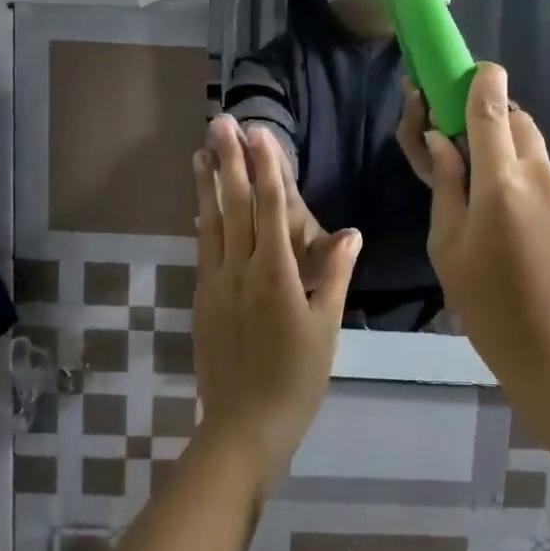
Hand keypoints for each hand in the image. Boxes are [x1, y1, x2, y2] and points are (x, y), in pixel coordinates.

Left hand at [192, 118, 360, 485]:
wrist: (244, 427)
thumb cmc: (297, 378)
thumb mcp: (326, 328)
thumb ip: (334, 275)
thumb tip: (351, 232)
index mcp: (276, 275)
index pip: (270, 209)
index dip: (265, 168)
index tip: (259, 133)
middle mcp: (240, 271)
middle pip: (235, 206)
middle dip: (229, 162)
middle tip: (220, 123)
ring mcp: (216, 284)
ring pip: (212, 223)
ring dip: (207, 185)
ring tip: (201, 151)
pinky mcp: (203, 300)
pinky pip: (203, 250)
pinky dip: (202, 222)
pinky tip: (199, 206)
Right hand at [397, 65, 549, 405]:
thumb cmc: (492, 307)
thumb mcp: (449, 248)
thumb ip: (447, 187)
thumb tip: (443, 143)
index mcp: (501, 183)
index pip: (493, 112)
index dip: (484, 83)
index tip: (478, 70)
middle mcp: (542, 179)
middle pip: (521, 126)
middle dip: (497, 121)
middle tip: (472, 150)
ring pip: (538, 161)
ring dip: (515, 165)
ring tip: (496, 214)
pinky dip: (535, 197)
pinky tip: (527, 243)